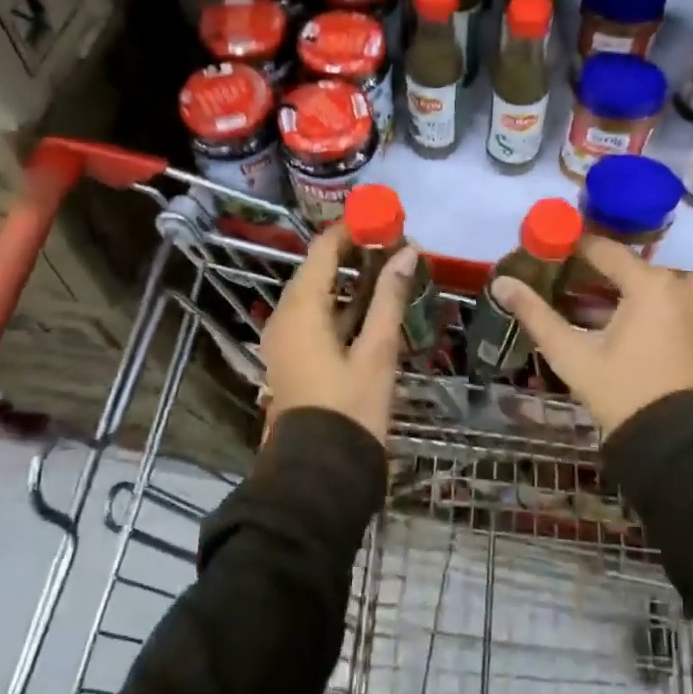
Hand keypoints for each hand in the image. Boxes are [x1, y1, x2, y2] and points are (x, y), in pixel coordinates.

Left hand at [260, 225, 418, 443]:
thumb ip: (389, 298)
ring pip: (320, 296)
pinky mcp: (296, 358)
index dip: (352, 230)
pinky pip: (318, 318)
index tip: (385, 220)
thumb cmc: (350, 408)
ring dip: (351, 280)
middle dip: (355, 253)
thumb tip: (407, 252)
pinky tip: (375, 304)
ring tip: (391, 267)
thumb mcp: (376, 351)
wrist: (318, 473)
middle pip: (318, 270)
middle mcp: (285, 317)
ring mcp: (288, 340)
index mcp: (300, 309)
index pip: (322, 250)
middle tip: (395, 243)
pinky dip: (344, 307)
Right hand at [491, 237, 692, 434]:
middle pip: (620, 265)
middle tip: (546, 276)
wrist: (676, 440)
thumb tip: (500, 283)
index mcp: (649, 283)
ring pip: (636, 284)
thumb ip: (535, 314)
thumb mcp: (572, 354)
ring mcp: (687, 305)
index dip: (568, 247)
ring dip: (603, 290)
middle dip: (583, 270)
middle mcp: (674, 284)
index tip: (539, 250)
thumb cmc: (622, 390)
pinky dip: (625, 304)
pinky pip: (652, 301)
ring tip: (563, 298)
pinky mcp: (691, 325)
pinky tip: (594, 319)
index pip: (601, 248)